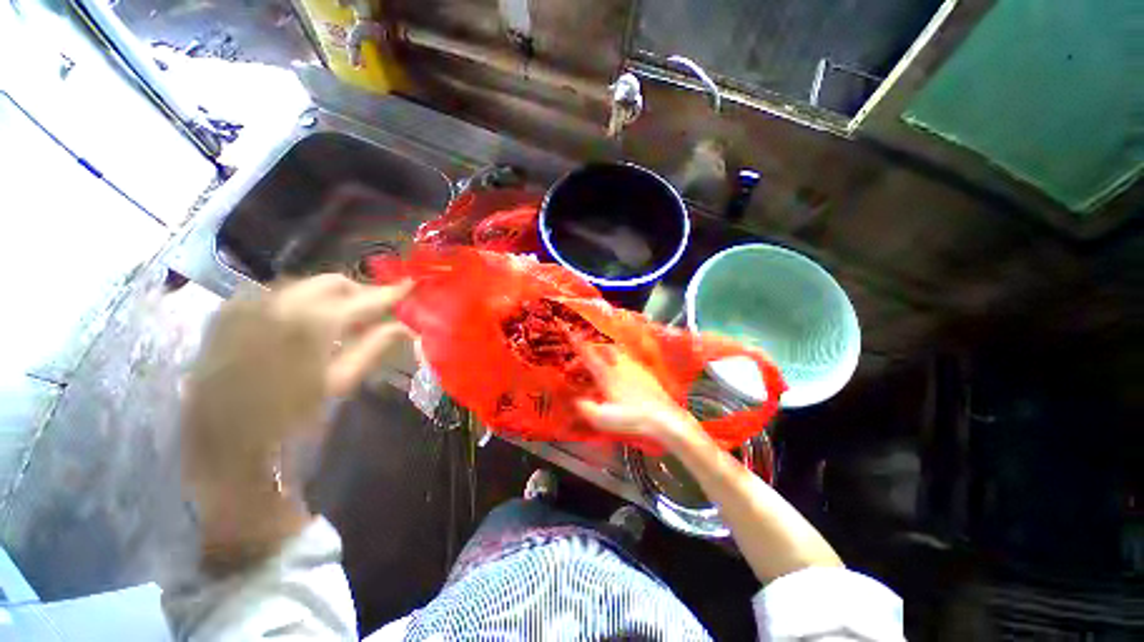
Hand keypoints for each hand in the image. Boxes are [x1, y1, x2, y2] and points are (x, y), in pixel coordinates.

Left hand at [181, 275, 412, 571]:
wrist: (223, 447)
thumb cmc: (290, 420)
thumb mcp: (340, 383)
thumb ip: (374, 347)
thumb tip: (407, 327)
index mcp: (311, 324)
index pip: (363, 298)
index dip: (389, 292)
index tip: (409, 286)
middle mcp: (277, 303)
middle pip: (331, 282)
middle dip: (358, 292)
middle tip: (375, 309)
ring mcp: (246, 306)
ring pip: (302, 285)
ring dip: (328, 296)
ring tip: (342, 318)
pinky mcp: (227, 315)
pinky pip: (272, 294)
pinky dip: (297, 302)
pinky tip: (302, 323)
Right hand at [576, 345, 702, 447]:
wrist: (663, 418)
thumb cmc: (631, 419)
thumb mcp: (603, 419)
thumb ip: (587, 408)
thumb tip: (578, 401)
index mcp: (607, 375)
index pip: (589, 356)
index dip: (578, 344)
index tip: (571, 334)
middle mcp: (620, 366)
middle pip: (605, 347)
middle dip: (594, 345)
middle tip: (587, 350)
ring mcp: (635, 367)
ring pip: (618, 352)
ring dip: (609, 351)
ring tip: (603, 357)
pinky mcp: (646, 373)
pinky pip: (630, 360)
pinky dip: (622, 360)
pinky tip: (623, 370)